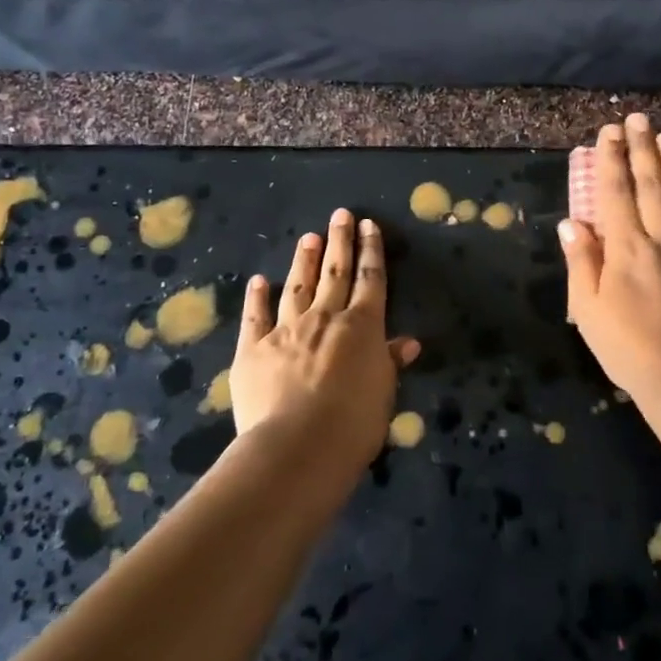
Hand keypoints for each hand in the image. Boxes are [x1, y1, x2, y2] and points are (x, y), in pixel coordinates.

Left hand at [229, 209, 420, 470]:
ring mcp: (286, 330)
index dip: (371, 251)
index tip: (369, 225)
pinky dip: (257, 297)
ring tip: (309, 237)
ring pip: (298, 287)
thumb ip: (390, 362)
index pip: (370, 280)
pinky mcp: (252, 349)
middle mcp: (325, 318)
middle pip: (335, 273)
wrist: (297, 446)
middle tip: (340, 214)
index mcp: (362, 326)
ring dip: (304, 260)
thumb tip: (408, 342)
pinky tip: (259, 281)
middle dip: (340, 242)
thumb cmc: (354, 424)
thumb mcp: (384, 393)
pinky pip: (256, 317)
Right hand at [558, 115, 660, 407]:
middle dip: (644, 149)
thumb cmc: (627, 347)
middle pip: (653, 186)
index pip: (616, 192)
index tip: (610, 131)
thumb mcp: (588, 309)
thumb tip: (572, 222)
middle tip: (641, 119)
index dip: (612, 159)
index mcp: (627, 247)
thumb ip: (581, 262)